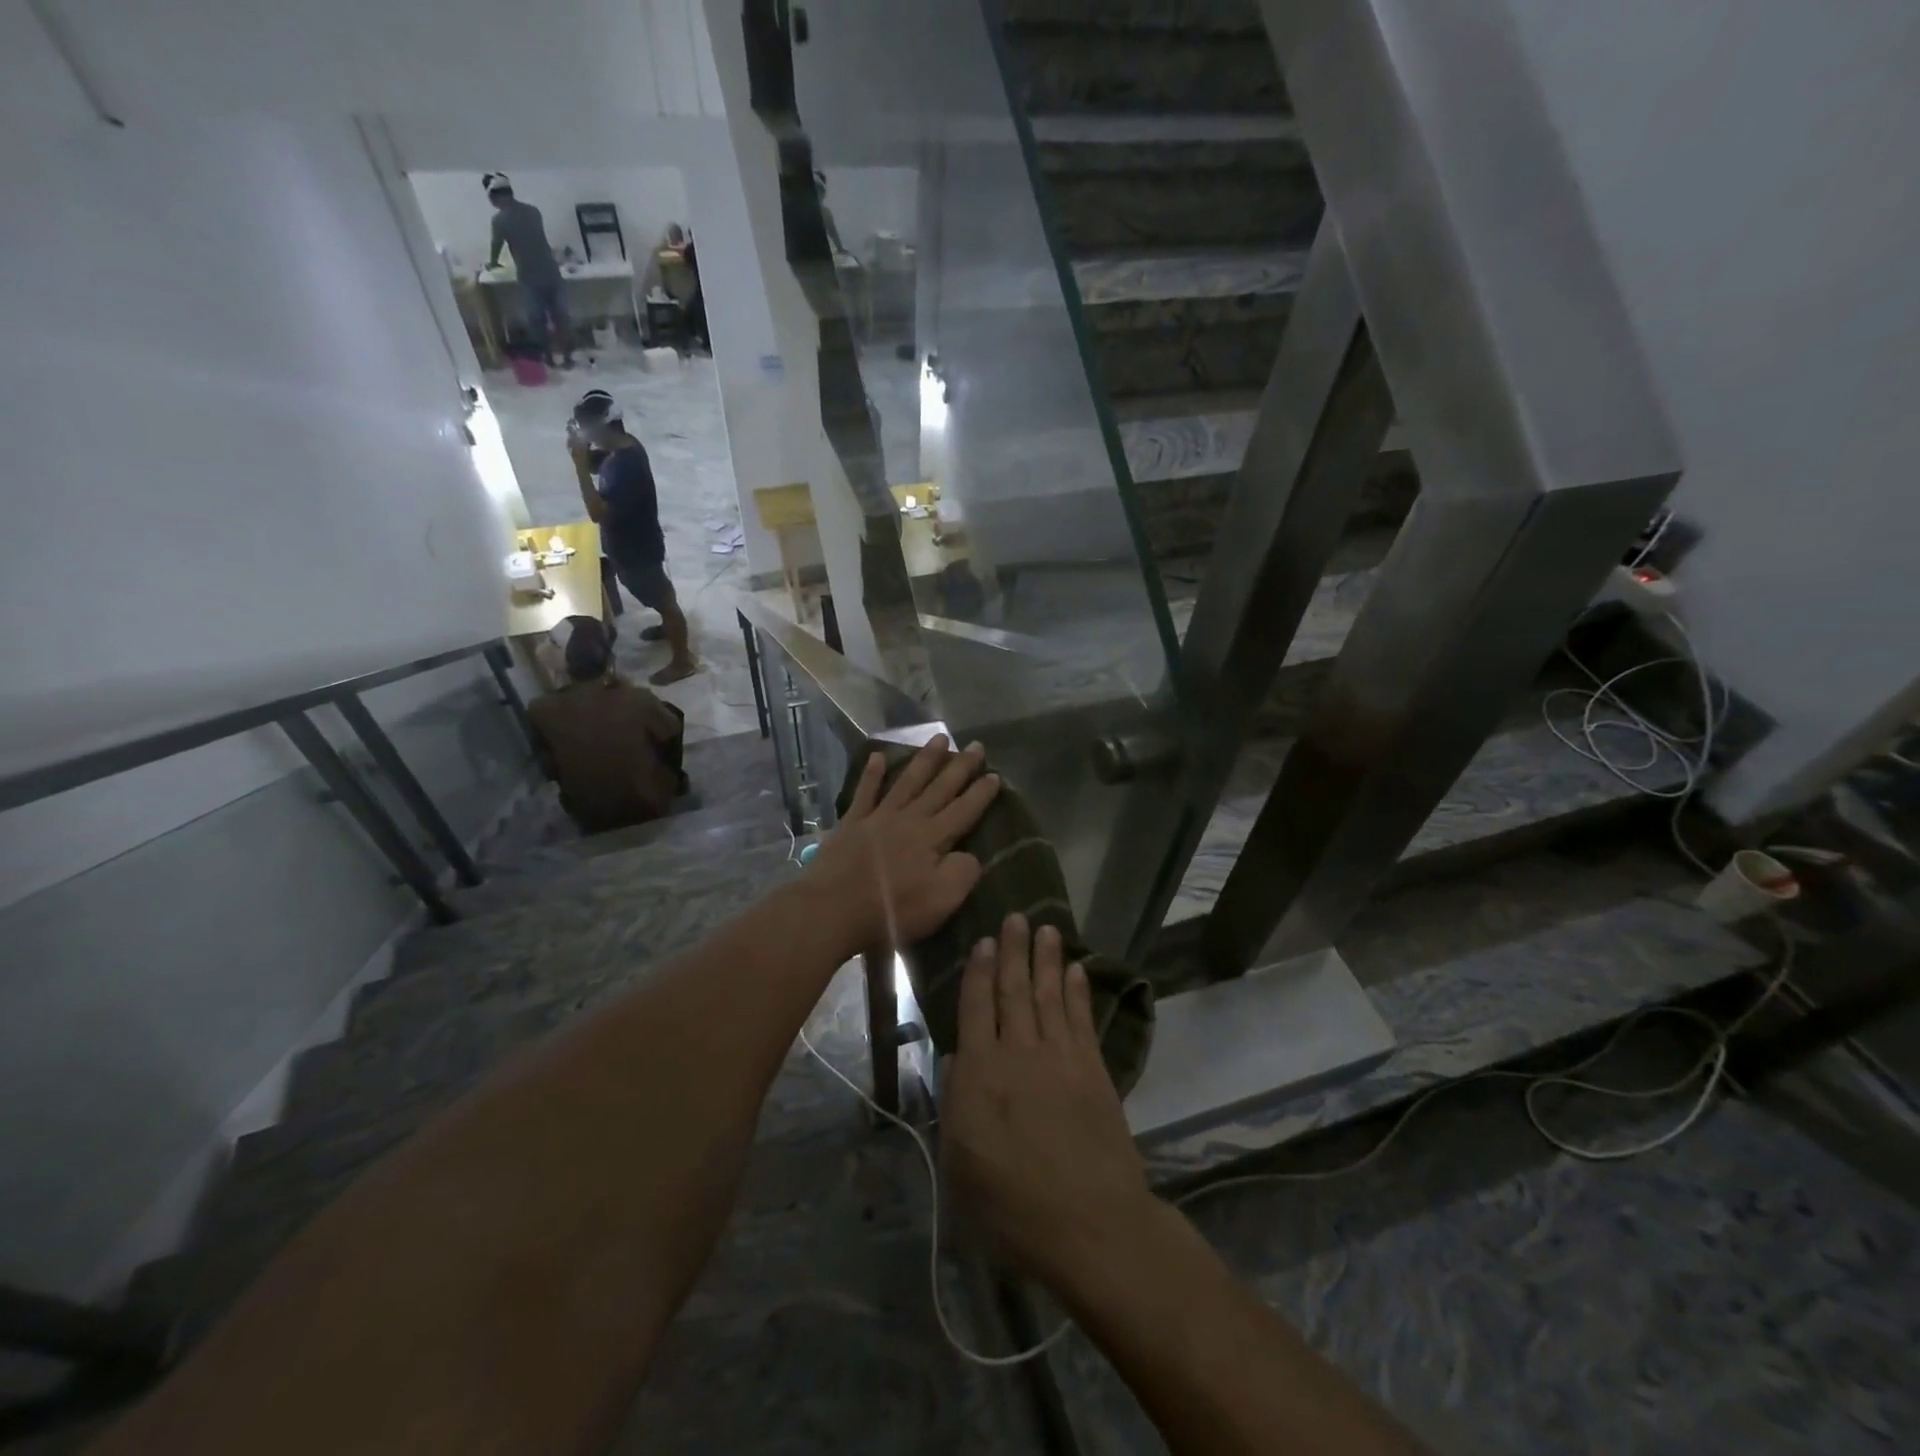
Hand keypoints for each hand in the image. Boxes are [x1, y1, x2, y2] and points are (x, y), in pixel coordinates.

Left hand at [808, 735, 998, 955]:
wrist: (834, 909)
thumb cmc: (892, 911)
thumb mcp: (942, 900)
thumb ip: (963, 873)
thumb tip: (970, 854)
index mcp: (933, 838)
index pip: (964, 810)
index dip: (981, 794)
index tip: (995, 775)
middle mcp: (910, 819)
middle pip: (940, 788)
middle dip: (960, 766)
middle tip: (976, 745)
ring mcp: (879, 817)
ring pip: (908, 781)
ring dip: (925, 759)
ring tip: (940, 738)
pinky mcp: (852, 824)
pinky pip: (865, 792)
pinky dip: (872, 774)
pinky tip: (877, 756)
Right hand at [943, 916, 1156, 1292]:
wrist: (1090, 1224)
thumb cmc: (1012, 1205)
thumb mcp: (960, 1164)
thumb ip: (956, 1103)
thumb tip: (956, 1058)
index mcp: (981, 1073)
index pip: (976, 1008)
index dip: (979, 972)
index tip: (984, 941)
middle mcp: (1019, 1052)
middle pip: (1014, 990)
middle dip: (1014, 951)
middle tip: (1017, 916)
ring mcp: (1060, 1057)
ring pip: (1049, 995)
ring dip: (1048, 960)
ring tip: (1048, 928)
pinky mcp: (1093, 1069)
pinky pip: (1082, 1018)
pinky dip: (1079, 991)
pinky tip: (1078, 970)